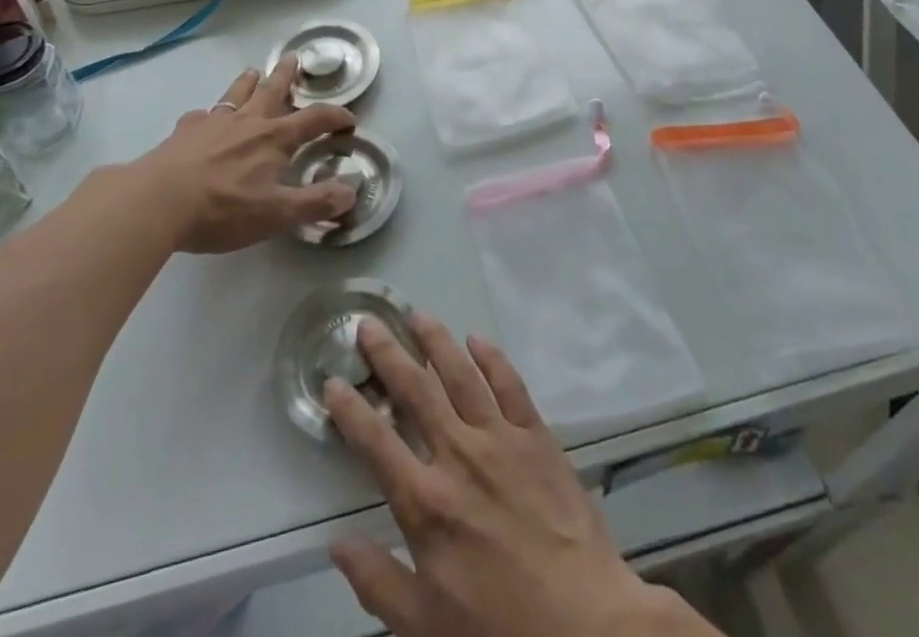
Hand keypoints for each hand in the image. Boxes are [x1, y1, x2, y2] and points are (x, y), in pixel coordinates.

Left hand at [139, 61, 357, 253]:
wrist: (157, 201)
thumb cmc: (223, 208)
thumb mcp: (276, 214)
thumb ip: (315, 202)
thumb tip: (351, 190)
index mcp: (274, 139)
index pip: (314, 120)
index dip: (335, 117)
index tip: (349, 118)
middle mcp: (247, 122)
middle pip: (271, 91)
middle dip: (286, 76)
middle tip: (293, 57)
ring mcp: (213, 124)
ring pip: (235, 95)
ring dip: (247, 82)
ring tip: (252, 72)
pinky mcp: (183, 133)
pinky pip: (200, 116)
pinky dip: (207, 115)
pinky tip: (202, 119)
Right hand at [326, 317, 705, 636]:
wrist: (586, 624)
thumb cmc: (500, 629)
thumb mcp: (426, 626)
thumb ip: (378, 582)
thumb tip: (337, 543)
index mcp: (427, 503)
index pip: (376, 443)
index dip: (350, 409)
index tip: (332, 380)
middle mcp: (459, 456)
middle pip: (416, 391)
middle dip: (388, 354)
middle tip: (369, 323)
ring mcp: (501, 439)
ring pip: (461, 374)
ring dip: (437, 340)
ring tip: (417, 314)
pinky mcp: (537, 435)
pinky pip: (511, 384)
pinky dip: (492, 358)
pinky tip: (477, 340)